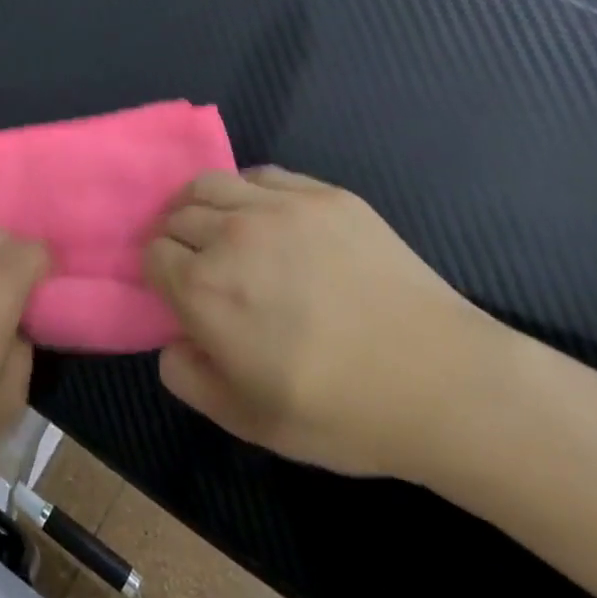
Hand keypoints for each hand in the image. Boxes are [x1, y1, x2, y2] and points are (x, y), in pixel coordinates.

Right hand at [143, 167, 504, 481]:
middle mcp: (232, 235)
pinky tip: (266, 217)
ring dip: (202, 204)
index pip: (154, 254)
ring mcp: (280, 207)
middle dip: (177, 237)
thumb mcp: (250, 422)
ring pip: (212, 183)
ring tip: (222, 229)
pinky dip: (248, 191)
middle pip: (176, 214)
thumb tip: (171, 342)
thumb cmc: (341, 412)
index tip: (178, 291)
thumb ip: (190, 379)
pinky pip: (264, 175)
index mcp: (205, 290)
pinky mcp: (323, 194)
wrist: (442, 382)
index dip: (160, 272)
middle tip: (200, 263)